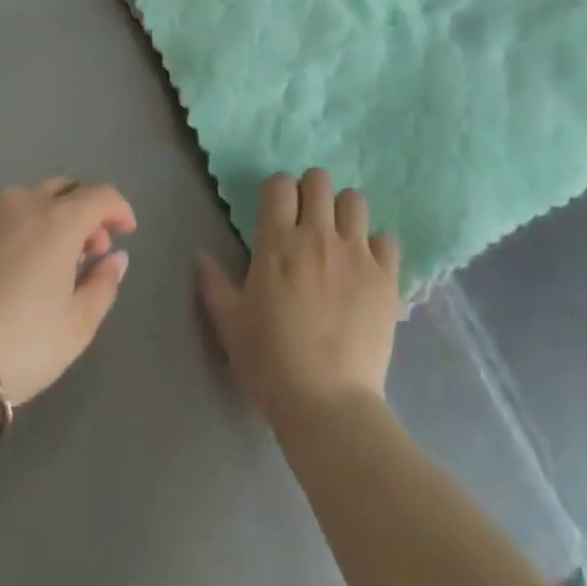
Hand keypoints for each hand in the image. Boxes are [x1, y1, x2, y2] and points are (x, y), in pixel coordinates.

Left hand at [0, 178, 135, 405]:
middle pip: (62, 190)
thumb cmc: (18, 346)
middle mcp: (21, 200)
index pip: (100, 195)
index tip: (124, 230)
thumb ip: (103, 284)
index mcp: (58, 220)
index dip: (118, 208)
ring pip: (21, 202)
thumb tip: (115, 256)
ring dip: (39, 221)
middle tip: (84, 248)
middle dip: (81, 211)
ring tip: (35, 261)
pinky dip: (1, 231)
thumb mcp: (76, 327)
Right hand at [197, 169, 400, 424]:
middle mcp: (318, 236)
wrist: (328, 406)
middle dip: (311, 192)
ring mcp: (356, 254)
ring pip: (354, 200)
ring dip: (344, 213)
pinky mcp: (385, 278)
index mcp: (278, 242)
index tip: (276, 212)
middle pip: (319, 179)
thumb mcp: (231, 324)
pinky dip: (376, 246)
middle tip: (307, 221)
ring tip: (338, 239)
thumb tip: (200, 256)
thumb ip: (214, 284)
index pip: (280, 183)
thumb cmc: (271, 362)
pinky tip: (366, 266)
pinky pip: (386, 238)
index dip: (278, 191)